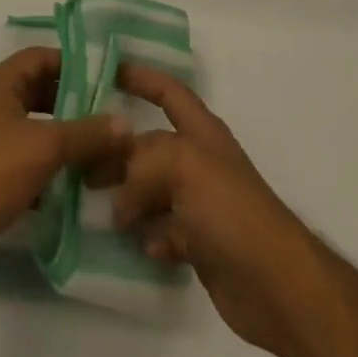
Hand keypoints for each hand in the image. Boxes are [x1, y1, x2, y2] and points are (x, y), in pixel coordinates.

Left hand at [0, 47, 131, 290]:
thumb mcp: (47, 147)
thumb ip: (88, 133)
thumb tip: (126, 123)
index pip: (40, 57)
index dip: (71, 63)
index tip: (103, 77)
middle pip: (37, 90)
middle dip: (71, 101)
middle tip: (105, 113)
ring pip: (32, 125)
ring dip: (61, 134)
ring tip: (97, 147)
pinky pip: (23, 156)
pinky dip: (46, 163)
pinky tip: (73, 180)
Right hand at [112, 64, 337, 356]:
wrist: (276, 285)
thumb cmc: (232, 210)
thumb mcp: (185, 167)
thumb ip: (144, 165)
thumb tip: (117, 197)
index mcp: (201, 132)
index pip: (169, 91)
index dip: (142, 77)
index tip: (108, 71)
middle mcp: (200, 162)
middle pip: (152, 146)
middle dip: (119, 151)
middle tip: (81, 163)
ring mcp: (201, 204)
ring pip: (153, 190)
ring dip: (127, 197)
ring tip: (95, 207)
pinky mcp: (201, 245)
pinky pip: (163, 231)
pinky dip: (147, 235)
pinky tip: (136, 245)